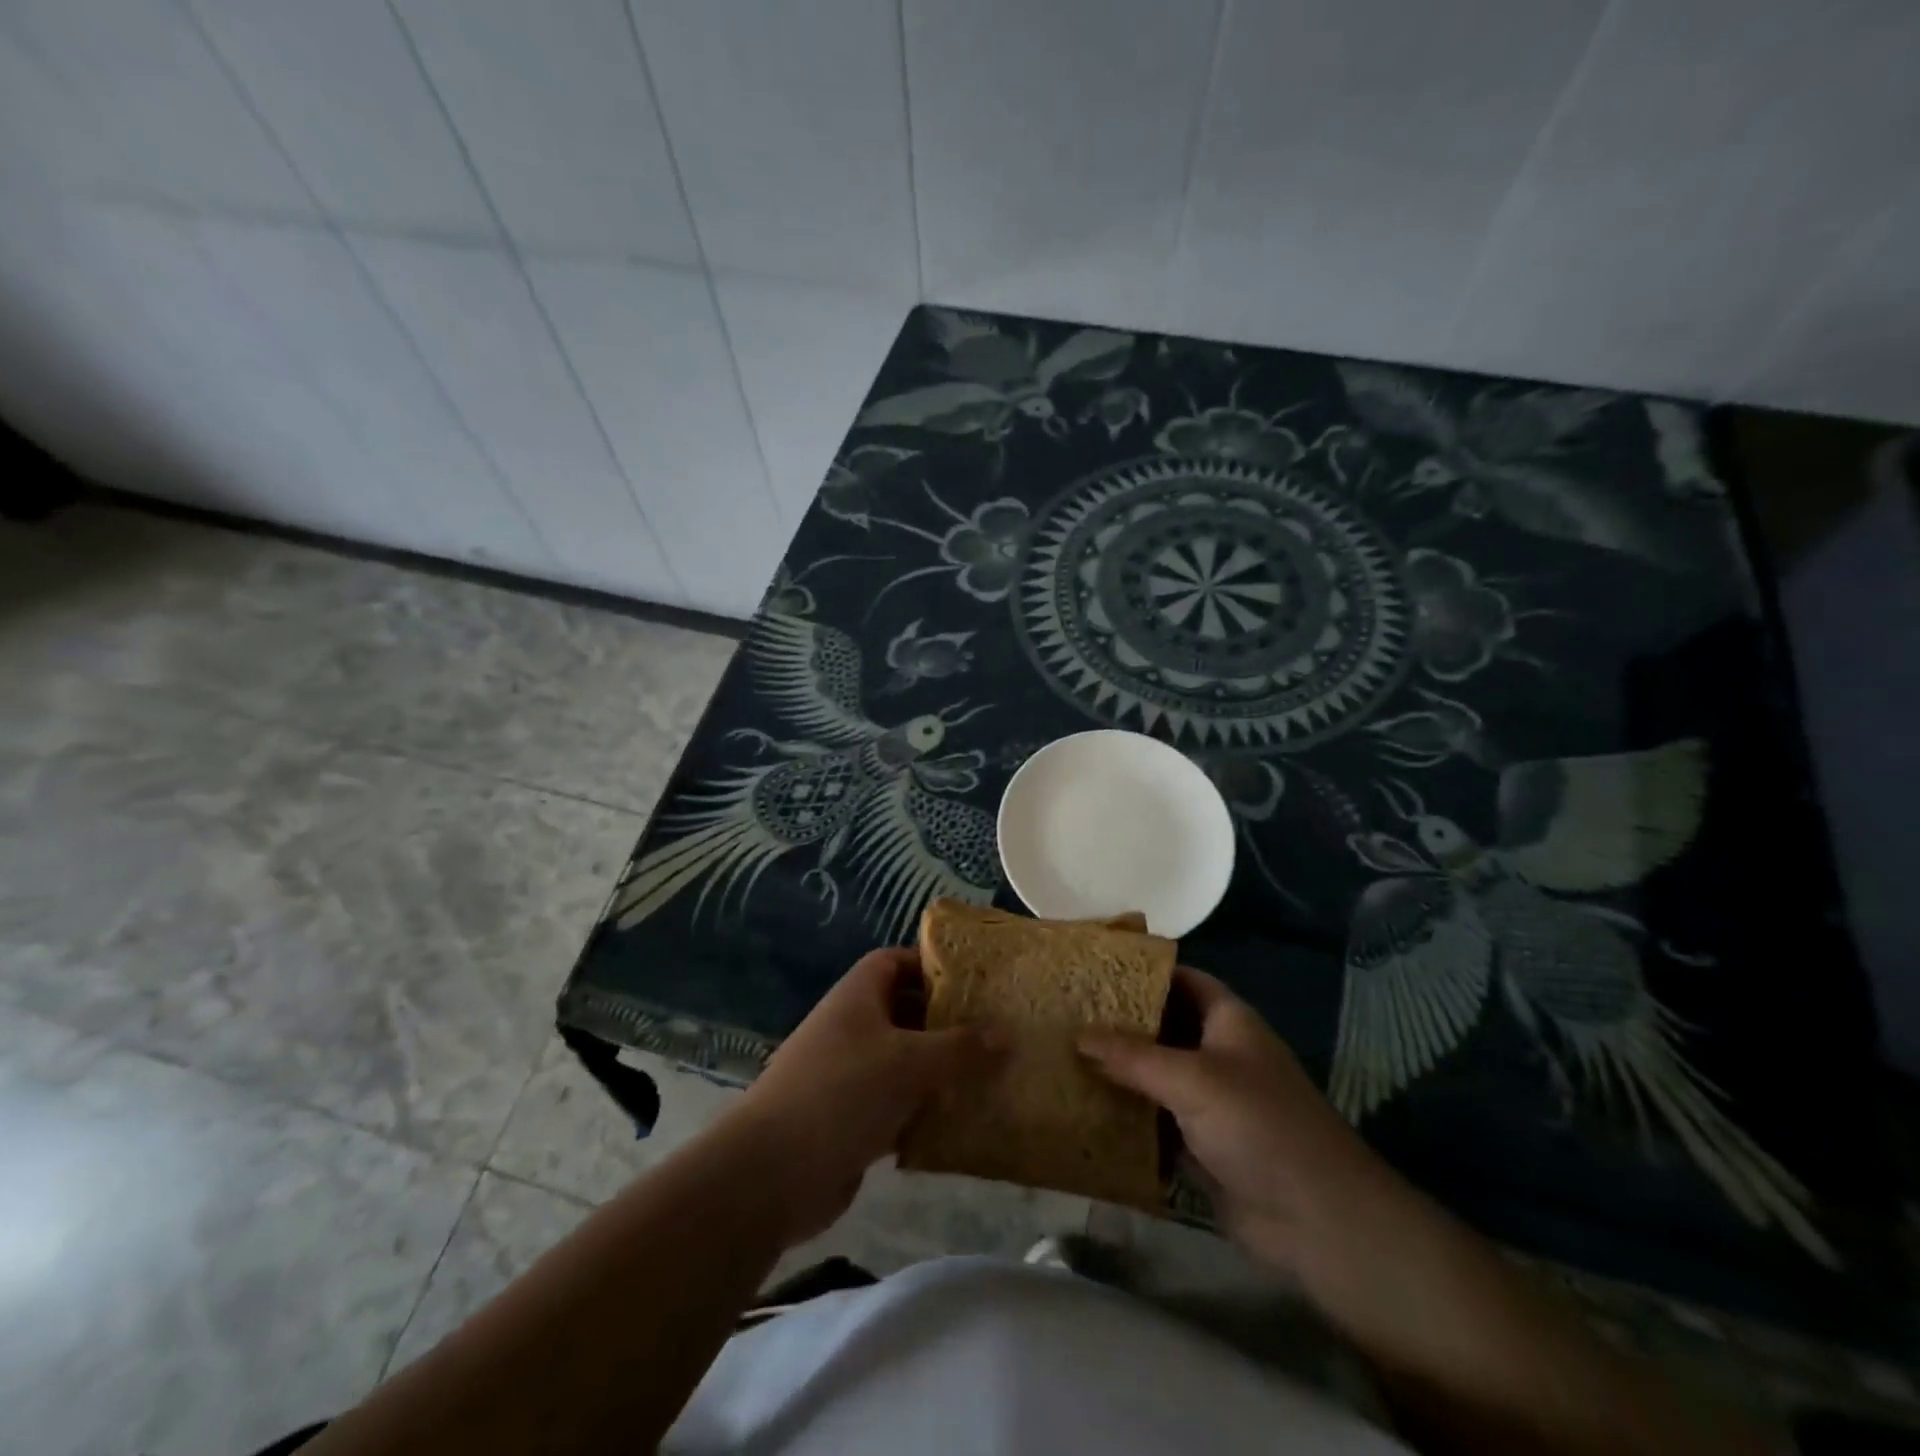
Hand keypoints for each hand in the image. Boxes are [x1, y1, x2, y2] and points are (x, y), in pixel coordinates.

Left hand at [724, 947, 1002, 1246]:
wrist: (772, 1173)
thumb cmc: (843, 1093)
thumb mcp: (910, 1062)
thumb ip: (961, 1047)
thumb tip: (1007, 1032)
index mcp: (858, 997)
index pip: (894, 962)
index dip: (929, 964)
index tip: (972, 980)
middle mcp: (852, 1028)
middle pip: (904, 1012)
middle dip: (945, 1022)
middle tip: (993, 1031)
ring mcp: (849, 1075)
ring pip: (904, 1063)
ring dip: (939, 1071)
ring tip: (990, 1076)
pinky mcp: (850, 1120)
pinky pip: (897, 1106)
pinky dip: (924, 1112)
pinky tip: (961, 1124)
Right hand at [1079, 967, 1411, 1274]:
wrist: (1318, 1222)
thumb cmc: (1260, 1126)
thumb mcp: (1193, 1080)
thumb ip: (1133, 1057)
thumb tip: (1077, 1034)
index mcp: (1229, 1022)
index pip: (1182, 980)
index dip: (1142, 972)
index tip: (1093, 970)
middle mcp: (1218, 1055)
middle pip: (1163, 1028)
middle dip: (1119, 1024)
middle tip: (1066, 1014)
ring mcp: (1210, 1103)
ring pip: (1155, 1077)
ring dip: (1118, 1073)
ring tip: (1062, 1056)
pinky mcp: (1201, 1147)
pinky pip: (1155, 1123)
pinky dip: (1126, 1118)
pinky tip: (1083, 1111)